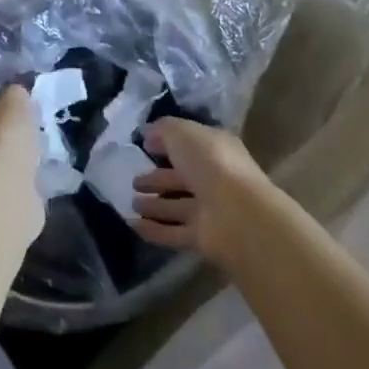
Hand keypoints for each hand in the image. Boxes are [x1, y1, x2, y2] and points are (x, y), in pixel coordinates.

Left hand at [0, 87, 44, 244]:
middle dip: (3, 135)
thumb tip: (16, 94)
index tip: (15, 110)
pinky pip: (9, 183)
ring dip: (12, 159)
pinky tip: (36, 178)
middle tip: (27, 133)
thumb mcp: (16, 102)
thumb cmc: (5, 136)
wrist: (5, 188)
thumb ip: (15, 95)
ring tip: (35, 154)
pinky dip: (20, 181)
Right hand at [133, 118, 271, 262]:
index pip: (189, 145)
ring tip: (131, 203)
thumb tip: (149, 135)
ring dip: (155, 205)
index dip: (167, 144)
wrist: (237, 214)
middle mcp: (214, 179)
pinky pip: (173, 232)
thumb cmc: (210, 163)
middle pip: (182, 178)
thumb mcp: (183, 133)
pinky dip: (154, 230)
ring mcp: (210, 210)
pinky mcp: (202, 238)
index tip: (144, 146)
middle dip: (158, 179)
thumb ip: (163, 130)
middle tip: (134, 181)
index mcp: (216, 150)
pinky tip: (132, 225)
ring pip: (177, 206)